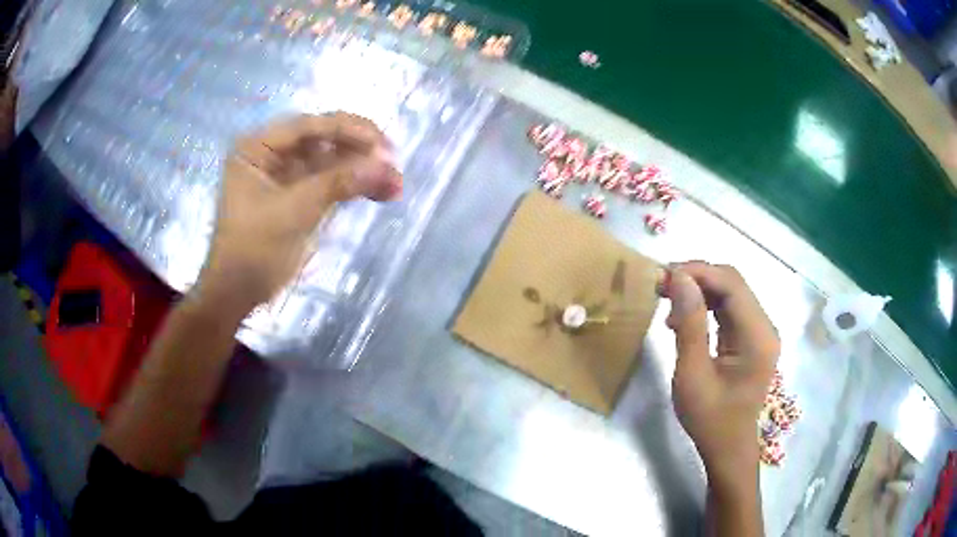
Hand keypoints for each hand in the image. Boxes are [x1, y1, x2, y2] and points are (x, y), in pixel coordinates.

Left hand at [198, 112, 402, 308]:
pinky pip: (331, 182)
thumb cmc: (253, 248)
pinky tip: (381, 192)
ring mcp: (287, 175)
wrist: (239, 293)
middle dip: (358, 149)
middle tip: (392, 160)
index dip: (346, 130)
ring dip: (362, 169)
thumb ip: (338, 182)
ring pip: (331, 161)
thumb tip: (386, 166)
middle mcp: (272, 154)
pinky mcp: (300, 196)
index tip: (381, 143)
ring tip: (394, 182)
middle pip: (322, 139)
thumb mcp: (294, 211)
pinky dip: (354, 186)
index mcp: (257, 147)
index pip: (307, 126)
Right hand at [661, 262, 779, 485]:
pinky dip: (704, 306)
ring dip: (698, 289)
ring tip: (666, 298)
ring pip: (729, 293)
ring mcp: (759, 331)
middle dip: (696, 277)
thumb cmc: (710, 419)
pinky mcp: (750, 338)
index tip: (663, 275)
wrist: (727, 448)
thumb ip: (689, 325)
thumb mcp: (692, 375)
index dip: (698, 271)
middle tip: (660, 285)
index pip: (731, 285)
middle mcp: (764, 326)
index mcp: (758, 336)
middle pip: (732, 283)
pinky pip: (728, 309)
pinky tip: (682, 317)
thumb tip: (679, 278)